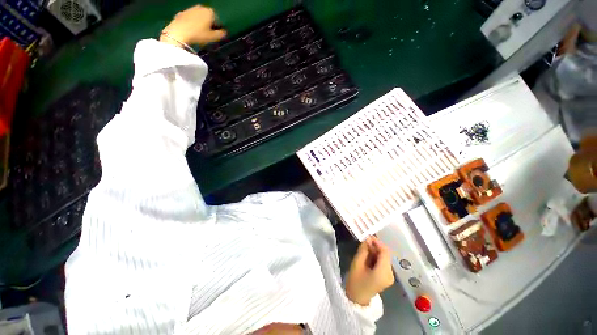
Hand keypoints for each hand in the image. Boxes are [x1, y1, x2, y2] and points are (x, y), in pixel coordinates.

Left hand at [161, 5, 226, 46]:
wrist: (178, 32)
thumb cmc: (198, 35)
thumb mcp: (212, 37)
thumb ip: (221, 34)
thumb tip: (225, 32)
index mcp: (210, 12)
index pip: (217, 19)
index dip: (217, 27)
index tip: (216, 34)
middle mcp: (200, 7)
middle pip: (207, 16)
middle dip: (208, 23)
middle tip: (208, 34)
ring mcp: (190, 9)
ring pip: (199, 17)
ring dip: (200, 23)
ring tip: (199, 33)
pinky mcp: (182, 13)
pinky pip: (190, 18)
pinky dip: (192, 23)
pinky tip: (191, 31)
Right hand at [345, 236, 394, 305]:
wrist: (357, 299)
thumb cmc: (355, 281)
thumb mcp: (357, 263)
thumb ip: (363, 250)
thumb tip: (367, 239)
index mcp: (383, 272)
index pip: (385, 252)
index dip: (378, 242)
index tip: (368, 236)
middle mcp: (390, 274)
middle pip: (385, 255)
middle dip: (375, 247)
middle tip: (364, 242)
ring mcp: (390, 276)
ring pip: (384, 258)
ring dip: (375, 251)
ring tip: (364, 249)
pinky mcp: (387, 277)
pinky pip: (383, 262)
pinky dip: (376, 257)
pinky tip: (368, 256)